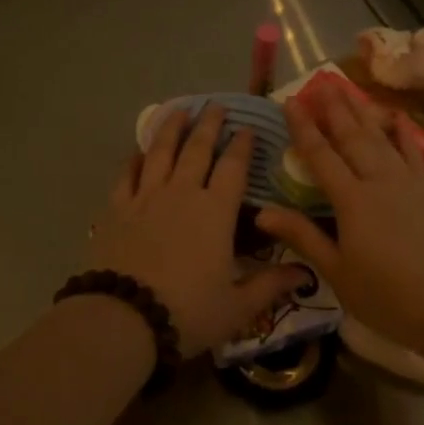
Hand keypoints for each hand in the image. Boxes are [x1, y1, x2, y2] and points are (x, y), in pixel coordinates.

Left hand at [87, 104, 312, 358]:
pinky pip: (126, 175)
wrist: (124, 319)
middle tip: (216, 105)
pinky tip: (138, 151)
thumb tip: (306, 273)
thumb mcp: (237, 306)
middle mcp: (182, 193)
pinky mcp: (117, 208)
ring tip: (179, 110)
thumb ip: (271, 284)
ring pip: (161, 151)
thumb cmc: (188, 312)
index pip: (233, 167)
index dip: (242, 145)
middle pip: (197, 149)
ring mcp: (146, 197)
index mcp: (216, 211)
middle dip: (209, 124)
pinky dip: (134, 159)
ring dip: (172, 128)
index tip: (248, 127)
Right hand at [255, 83, 423, 353]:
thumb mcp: (337, 271)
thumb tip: (262, 211)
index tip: (291, 101)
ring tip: (351, 89)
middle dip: (335, 108)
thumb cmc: (387, 296)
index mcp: (352, 199)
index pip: (321, 155)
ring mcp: (411, 181)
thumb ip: (302, 236)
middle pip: (353, 136)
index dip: (303, 127)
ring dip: (364, 112)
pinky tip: (399, 119)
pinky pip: (417, 152)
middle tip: (322, 81)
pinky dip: (405, 133)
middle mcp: (380, 180)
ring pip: (383, 137)